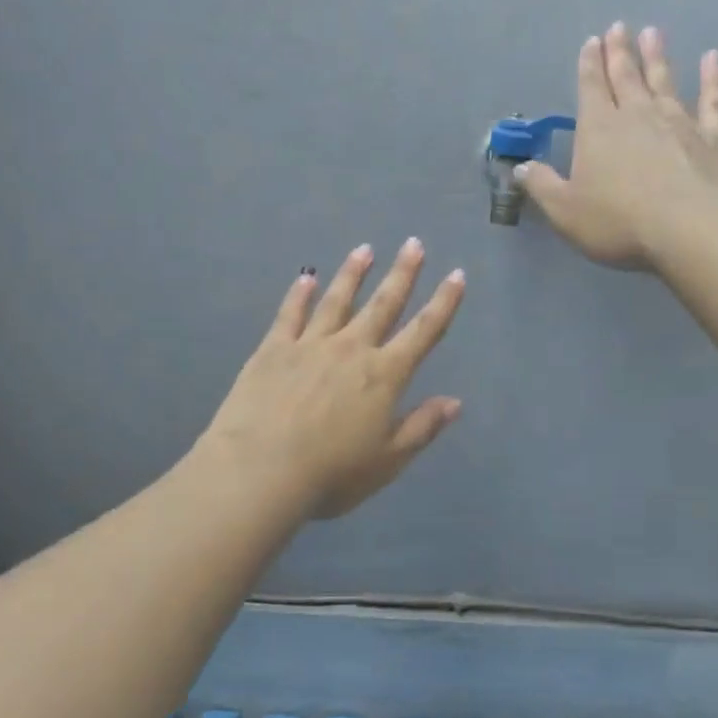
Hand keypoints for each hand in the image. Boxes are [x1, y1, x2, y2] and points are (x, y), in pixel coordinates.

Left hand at [198, 239, 464, 518]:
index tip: (456, 275)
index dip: (443, 303)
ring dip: (353, 274)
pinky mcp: (273, 350)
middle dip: (402, 274)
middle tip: (414, 244)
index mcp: (384, 375)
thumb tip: (455, 402)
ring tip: (365, 249)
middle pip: (383, 304)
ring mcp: (310, 345)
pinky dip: (299, 295)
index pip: (423, 332)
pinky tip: (306, 278)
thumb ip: (422, 427)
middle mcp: (351, 349)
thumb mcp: (388, 460)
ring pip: (337, 301)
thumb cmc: (332, 473)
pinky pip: (290, 315)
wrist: (260, 470)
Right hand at [518, 22, 717, 269]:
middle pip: (626, 76)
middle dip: (620, 52)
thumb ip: (543, 187)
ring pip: (664, 80)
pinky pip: (712, 100)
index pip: (591, 88)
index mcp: (599, 129)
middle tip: (619, 27)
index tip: (592, 41)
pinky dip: (712, 78)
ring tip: (652, 32)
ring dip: (657, 57)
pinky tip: (712, 59)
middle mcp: (638, 115)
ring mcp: (680, 121)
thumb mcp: (566, 212)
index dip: (589, 65)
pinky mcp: (715, 136)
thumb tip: (521, 168)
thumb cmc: (620, 223)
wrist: (692, 229)